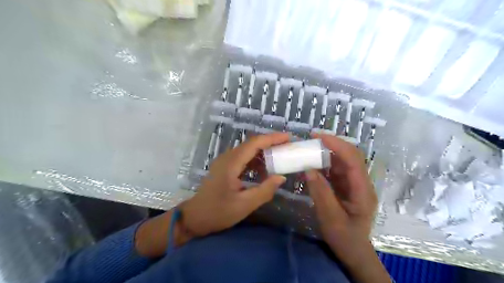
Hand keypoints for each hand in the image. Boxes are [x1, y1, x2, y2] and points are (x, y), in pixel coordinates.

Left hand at [182, 131, 289, 236]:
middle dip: (270, 142)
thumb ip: (264, 191)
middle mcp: (227, 158)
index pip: (254, 144)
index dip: (271, 138)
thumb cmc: (218, 212)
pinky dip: (256, 160)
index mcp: (231, 164)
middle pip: (251, 144)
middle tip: (287, 146)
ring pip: (247, 150)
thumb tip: (281, 177)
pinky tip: (265, 168)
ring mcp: (225, 162)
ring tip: (280, 155)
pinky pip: (243, 158)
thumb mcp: (244, 205)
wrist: (194, 218)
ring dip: (263, 150)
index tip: (288, 137)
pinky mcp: (224, 167)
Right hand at [303, 134, 377, 268]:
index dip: (337, 145)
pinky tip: (311, 165)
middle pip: (350, 156)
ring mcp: (353, 184)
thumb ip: (321, 193)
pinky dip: (323, 165)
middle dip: (332, 144)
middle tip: (312, 139)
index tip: (319, 137)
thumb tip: (309, 169)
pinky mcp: (345, 187)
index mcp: (362, 190)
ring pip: (342, 161)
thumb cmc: (344, 238)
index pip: (353, 160)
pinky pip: (335, 171)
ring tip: (309, 148)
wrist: (353, 251)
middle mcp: (360, 183)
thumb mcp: (331, 218)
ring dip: (326, 153)